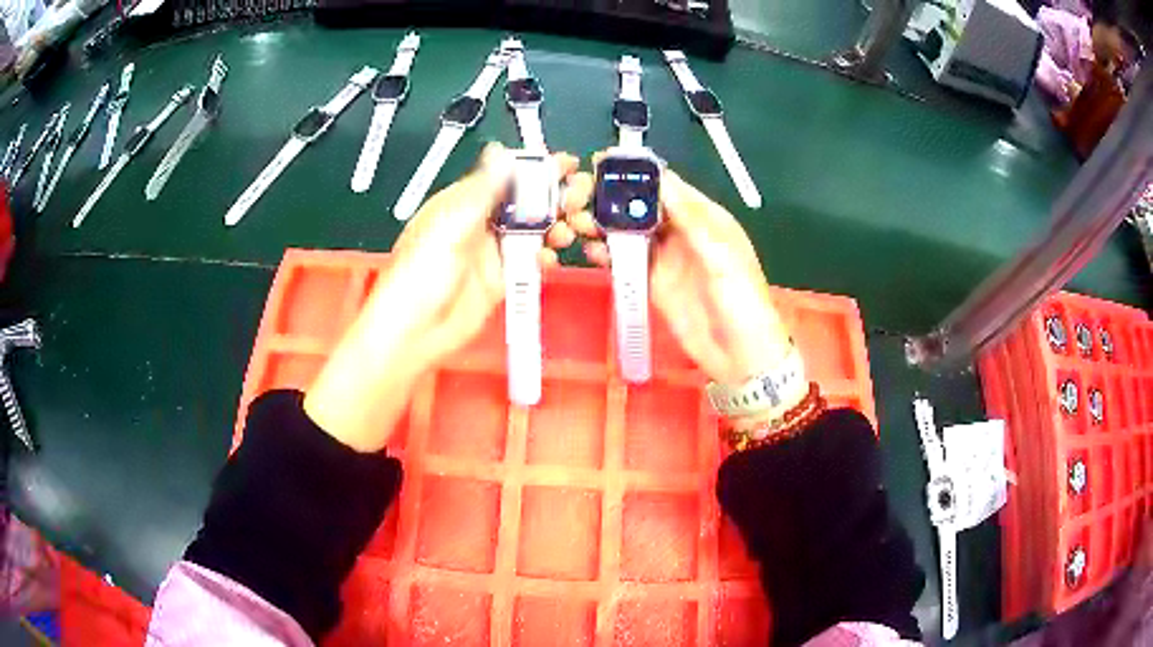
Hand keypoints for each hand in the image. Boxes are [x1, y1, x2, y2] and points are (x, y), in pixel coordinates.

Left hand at [305, 144, 591, 450]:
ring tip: (569, 229)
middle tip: (576, 200)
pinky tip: (550, 258)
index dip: (536, 169)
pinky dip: (546, 258)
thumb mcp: (450, 225)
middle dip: (555, 197)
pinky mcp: (502, 279)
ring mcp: (493, 252)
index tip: (565, 166)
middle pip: (527, 202)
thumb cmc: (418, 276)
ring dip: (556, 226)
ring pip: (534, 231)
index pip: (507, 176)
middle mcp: (481, 223)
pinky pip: (532, 263)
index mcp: (464, 203)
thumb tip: (500, 154)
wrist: (416, 332)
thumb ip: (481, 191)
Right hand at [568, 162, 793, 388]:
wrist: (740, 356)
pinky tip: (589, 251)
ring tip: (578, 221)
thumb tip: (662, 180)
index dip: (638, 173)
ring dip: (605, 224)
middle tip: (581, 195)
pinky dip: (607, 254)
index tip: (603, 162)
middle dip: (613, 197)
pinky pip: (626, 262)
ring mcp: (665, 258)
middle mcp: (682, 233)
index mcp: (705, 218)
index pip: (668, 186)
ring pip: (630, 231)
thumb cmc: (742, 302)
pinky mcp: (652, 283)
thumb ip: (692, 219)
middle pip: (643, 206)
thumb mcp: (722, 257)